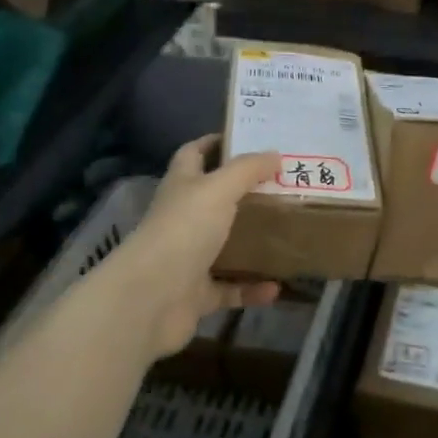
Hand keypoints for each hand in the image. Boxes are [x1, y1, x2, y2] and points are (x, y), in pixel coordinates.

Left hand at [122, 135, 281, 358]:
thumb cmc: (184, 230)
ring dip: (251, 242)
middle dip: (244, 193)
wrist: (151, 299)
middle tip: (283, 186)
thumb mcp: (219, 188)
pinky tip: (276, 287)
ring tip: (287, 233)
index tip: (248, 139)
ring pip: (223, 245)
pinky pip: (230, 289)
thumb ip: (247, 169)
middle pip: (213, 200)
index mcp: (182, 186)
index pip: (194, 154)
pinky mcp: (196, 294)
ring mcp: (187, 258)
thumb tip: (275, 154)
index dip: (215, 143)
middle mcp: (182, 218)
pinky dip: (251, 289)